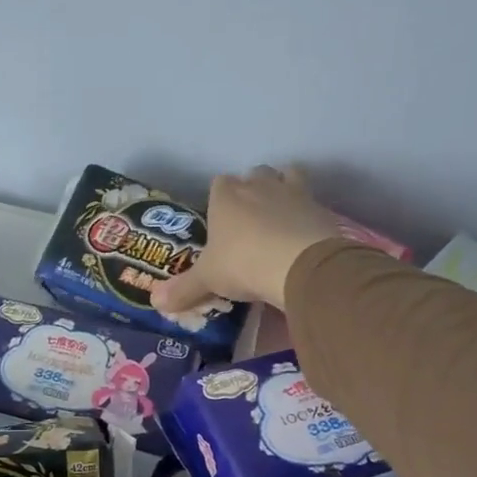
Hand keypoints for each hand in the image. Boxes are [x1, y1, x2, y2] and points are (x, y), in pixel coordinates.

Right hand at [152, 165, 345, 314]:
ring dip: (283, 188)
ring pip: (287, 174)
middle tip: (249, 220)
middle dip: (252, 189)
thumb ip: (183, 289)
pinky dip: (307, 213)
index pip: (218, 184)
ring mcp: (292, 192)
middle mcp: (258, 186)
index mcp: (225, 196)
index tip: (220, 220)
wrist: (299, 264)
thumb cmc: (242, 264)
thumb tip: (155, 302)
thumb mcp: (207, 280)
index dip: (219, 199)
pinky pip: (312, 201)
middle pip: (253, 174)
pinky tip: (303, 233)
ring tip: (280, 215)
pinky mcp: (320, 207)